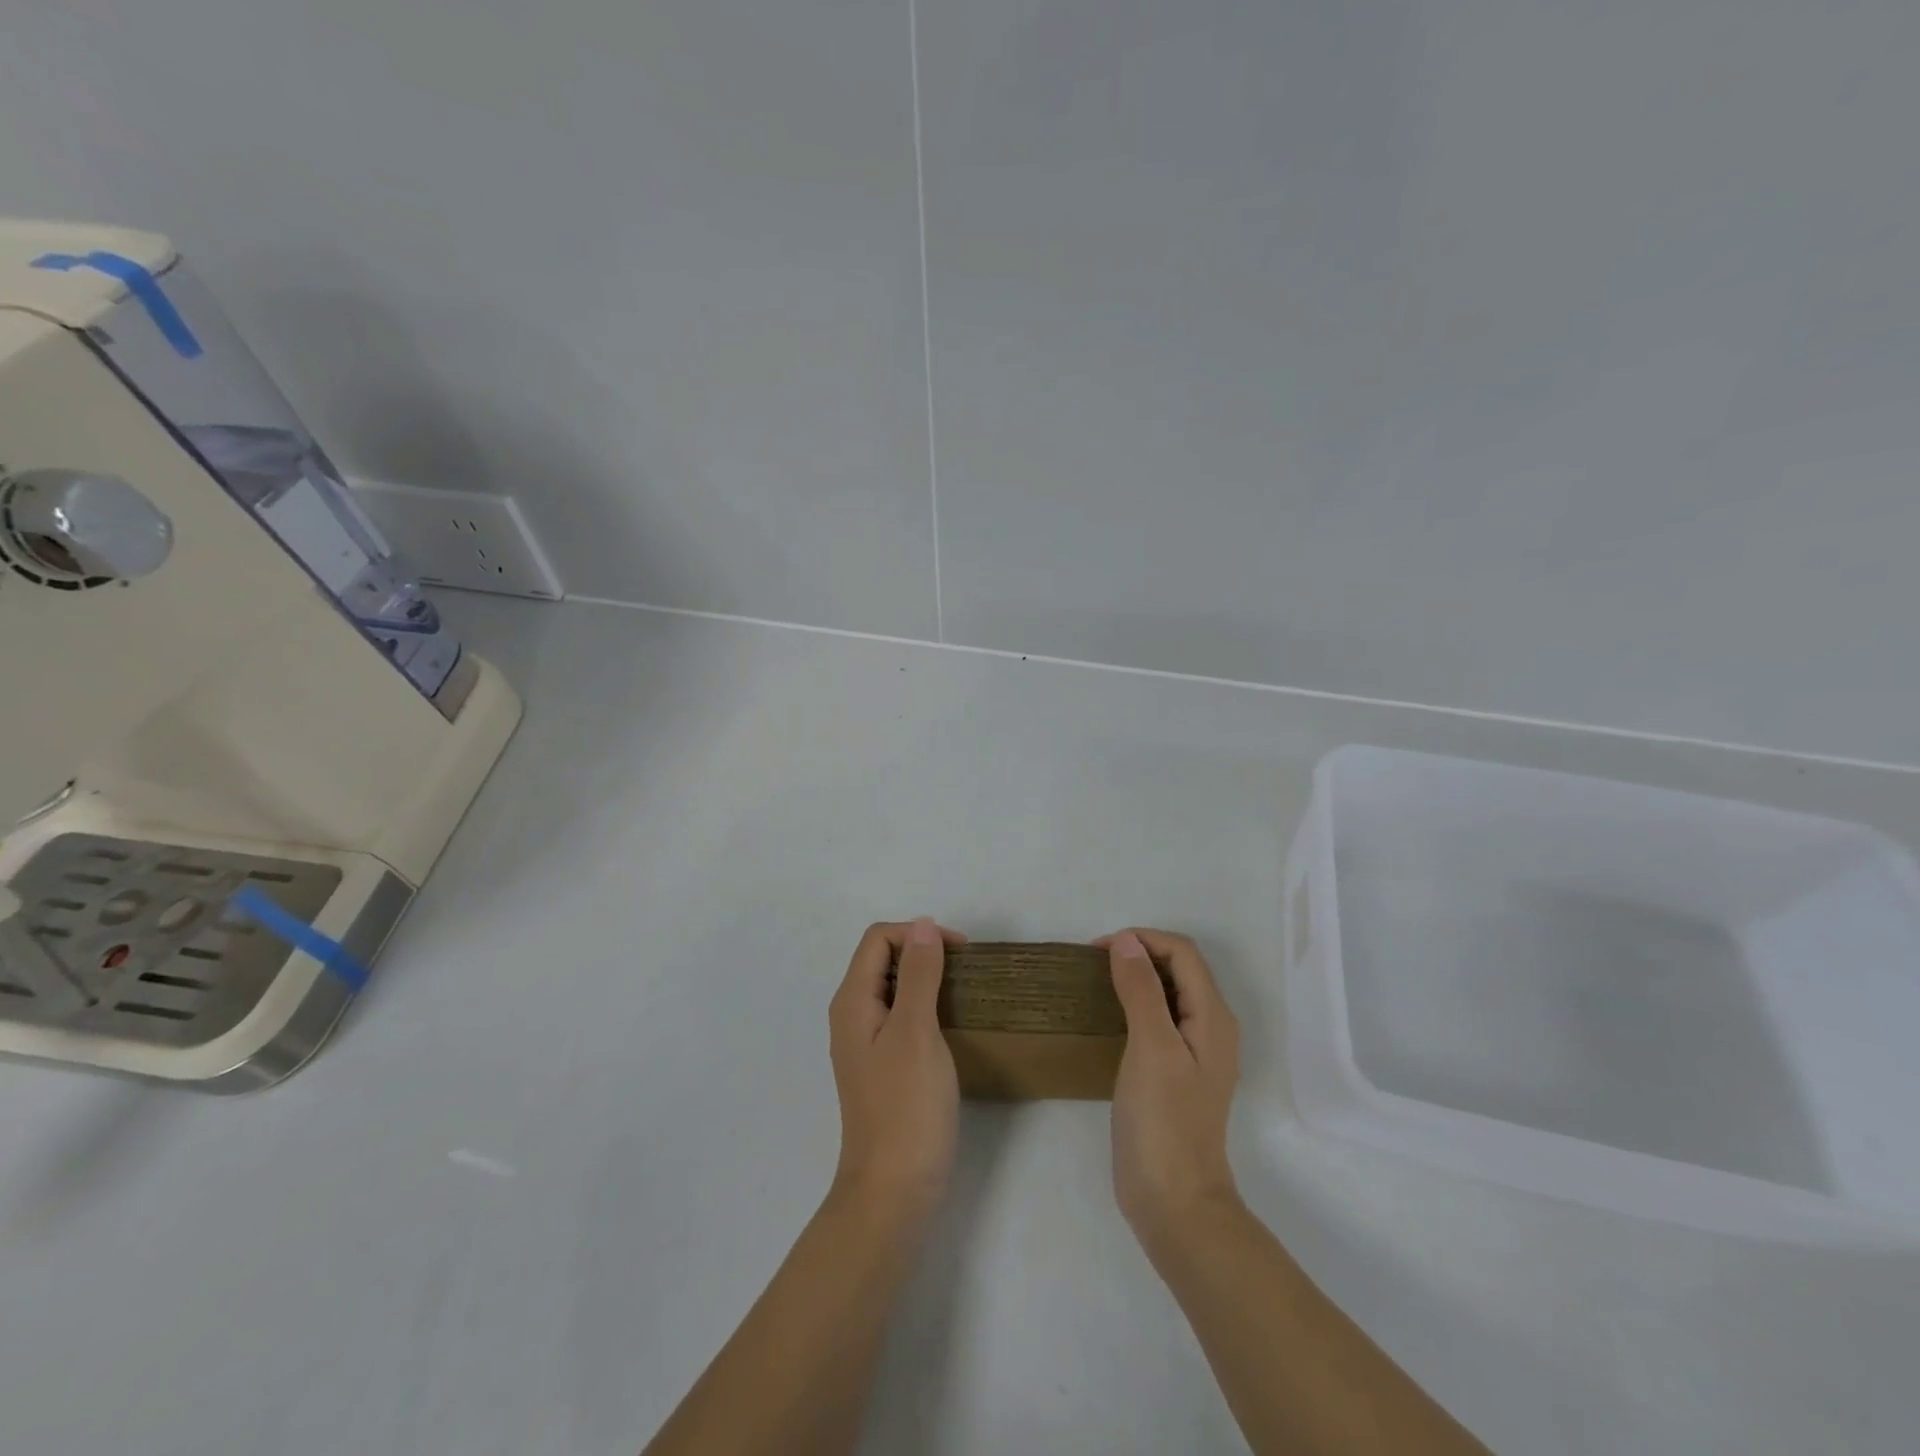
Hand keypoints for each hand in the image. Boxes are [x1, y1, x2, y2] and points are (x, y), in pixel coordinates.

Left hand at [828, 918, 966, 1228]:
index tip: (960, 953)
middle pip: (883, 959)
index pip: (878, 939)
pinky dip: (926, 1007)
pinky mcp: (883, 1066)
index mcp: (853, 1001)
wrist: (893, 1190)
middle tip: (966, 972)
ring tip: (964, 993)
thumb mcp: (916, 1031)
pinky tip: (951, 1025)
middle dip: (923, 952)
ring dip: (927, 979)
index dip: (918, 934)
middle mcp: (852, 1016)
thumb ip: (919, 974)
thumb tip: (922, 924)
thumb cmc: (906, 1106)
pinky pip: (901, 1016)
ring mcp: (866, 1043)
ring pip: (894, 988)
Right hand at [1096, 928, 1242, 1258]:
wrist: (1174, 1202)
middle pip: (1180, 969)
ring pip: (1170, 993)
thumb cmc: (1163, 1121)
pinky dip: (1137, 1004)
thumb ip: (1141, 990)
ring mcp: (1196, 1053)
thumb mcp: (1151, 1047)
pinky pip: (1161, 1019)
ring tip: (1098, 982)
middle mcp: (1212, 1028)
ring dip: (1138, 977)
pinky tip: (1111, 1017)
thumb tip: (1127, 942)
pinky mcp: (1178, 1073)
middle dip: (1140, 953)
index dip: (1143, 939)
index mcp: (1213, 1017)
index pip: (1183, 953)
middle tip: (1094, 963)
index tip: (1098, 950)